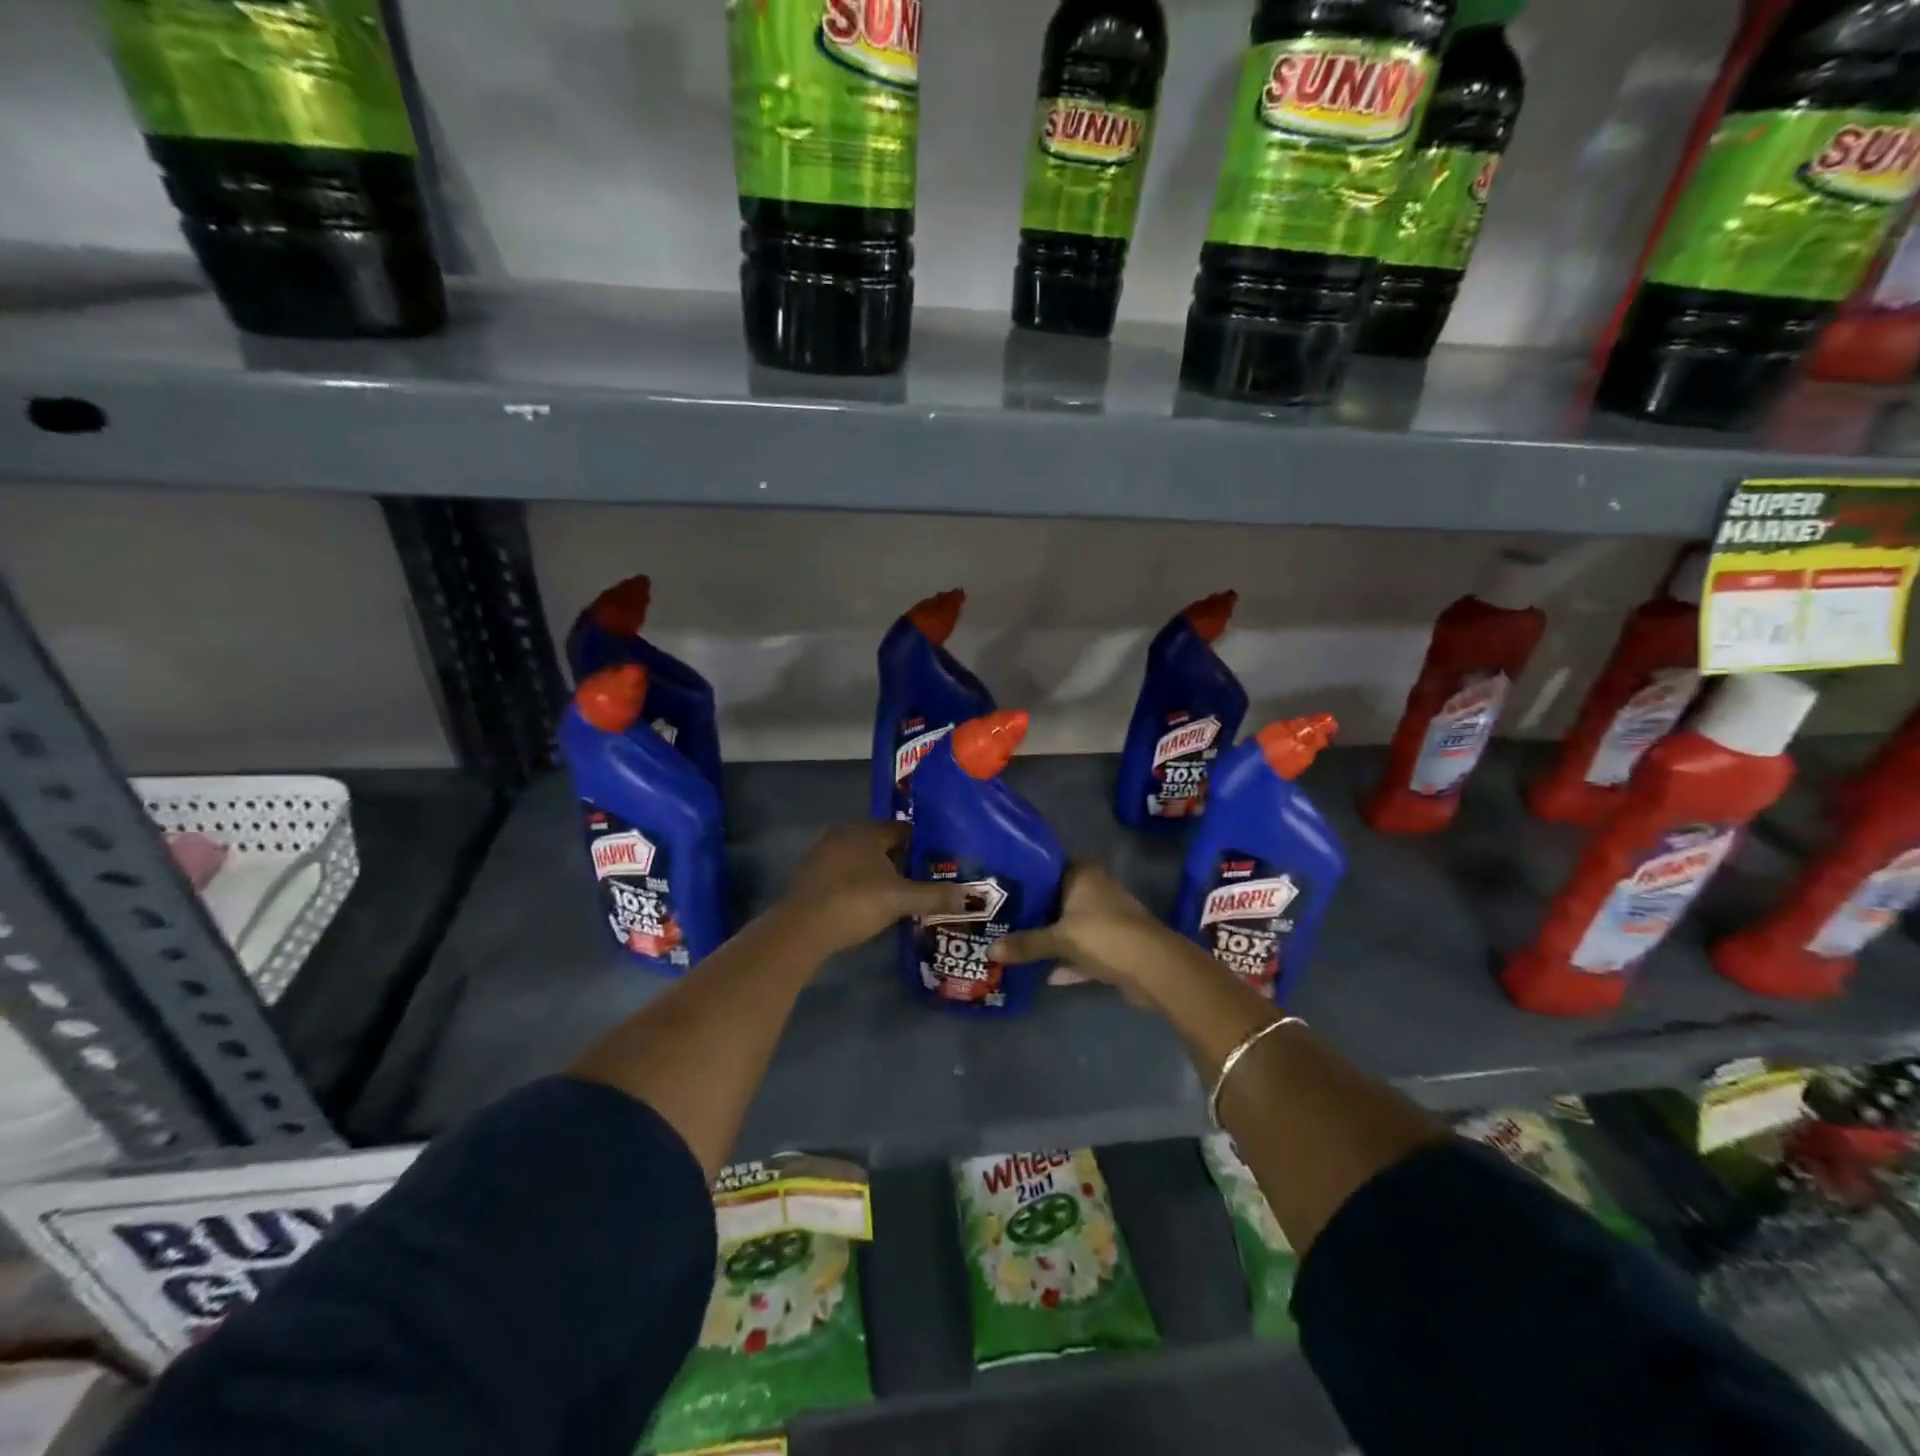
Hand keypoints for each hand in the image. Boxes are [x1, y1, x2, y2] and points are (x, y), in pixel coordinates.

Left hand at [779, 821, 967, 955]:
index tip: (941, 860)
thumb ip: (935, 895)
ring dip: (880, 872)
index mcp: (867, 831)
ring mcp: (823, 854)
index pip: (903, 829)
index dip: (924, 844)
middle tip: (925, 879)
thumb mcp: (901, 900)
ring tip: (901, 893)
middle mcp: (844, 834)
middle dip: (902, 859)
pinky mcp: (810, 876)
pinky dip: (860, 883)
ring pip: (862, 859)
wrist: (801, 929)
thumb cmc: (855, 903)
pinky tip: (870, 903)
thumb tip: (972, 895)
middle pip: (882, 843)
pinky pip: (844, 873)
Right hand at [992, 864, 1207, 1009]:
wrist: (1154, 968)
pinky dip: (1069, 960)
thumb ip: (1026, 944)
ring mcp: (1108, 918)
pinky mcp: (1115, 945)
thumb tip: (989, 951)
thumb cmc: (1104, 936)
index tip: (1001, 888)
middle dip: (1035, 912)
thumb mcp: (1059, 939)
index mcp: (1084, 875)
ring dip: (1052, 938)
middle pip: (1058, 898)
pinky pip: (1084, 950)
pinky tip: (1045, 974)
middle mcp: (1097, 890)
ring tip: (1018, 946)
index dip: (1026, 877)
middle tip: (1002, 919)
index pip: (1048, 867)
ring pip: (1072, 926)